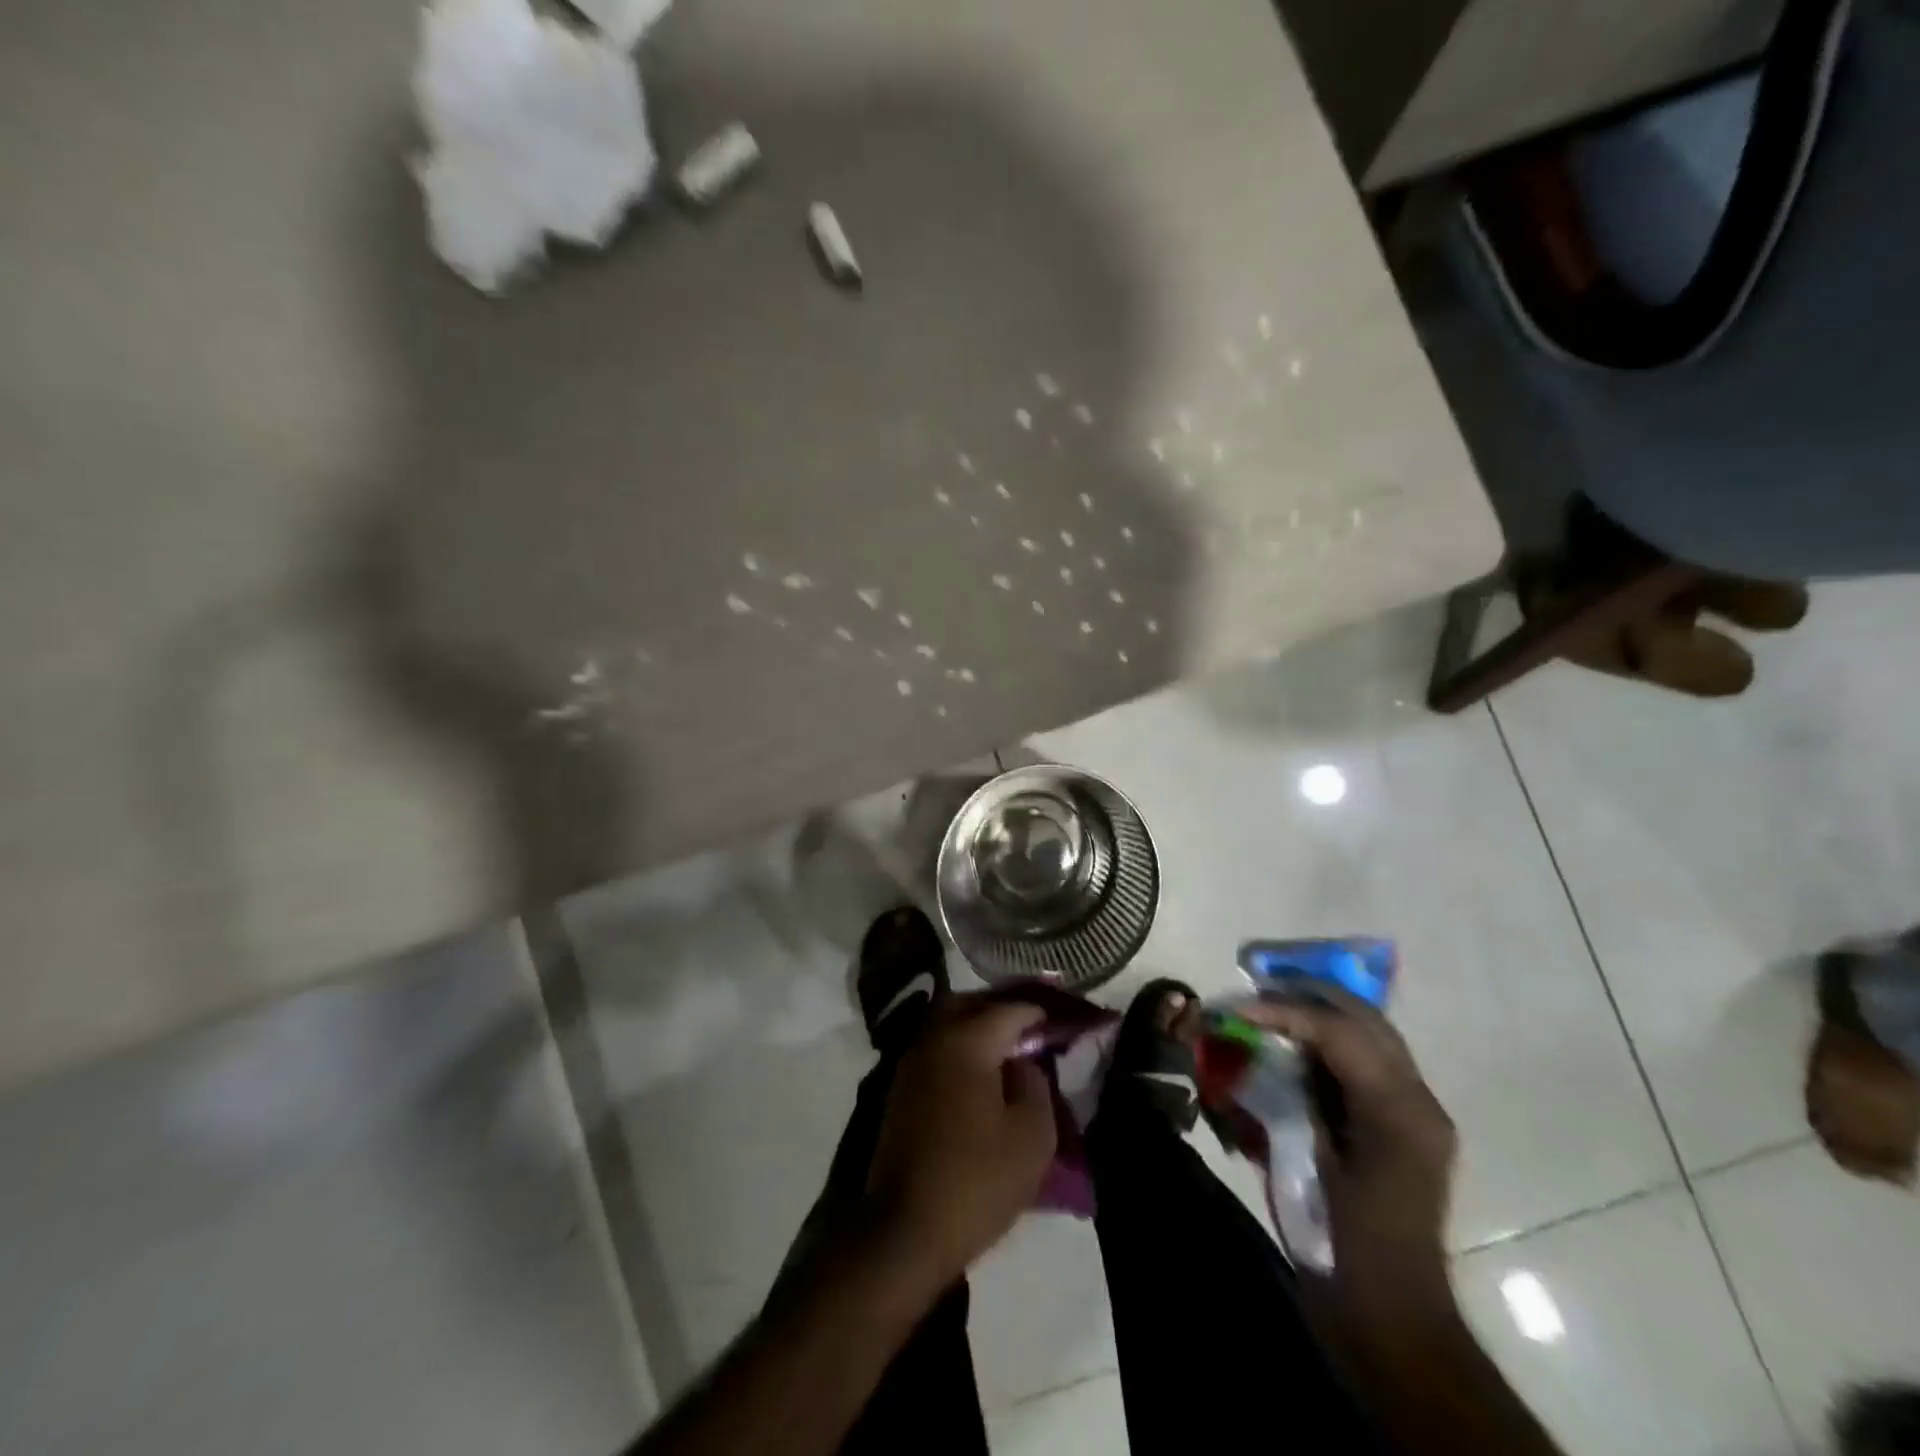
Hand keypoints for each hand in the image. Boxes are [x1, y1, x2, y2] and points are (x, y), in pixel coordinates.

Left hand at [864, 996, 1057, 1282]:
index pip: (1012, 1008)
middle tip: (1037, 1024)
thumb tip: (1024, 1060)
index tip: (1069, 1019)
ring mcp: (912, 1062)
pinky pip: (938, 1047)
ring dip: (981, 1025)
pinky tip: (983, 1072)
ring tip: (1013, 1046)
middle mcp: (934, 1038)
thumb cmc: (976, 1181)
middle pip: (974, 1004)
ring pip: (950, 1022)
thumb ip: (1036, 1083)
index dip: (1044, 1012)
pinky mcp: (901, 1088)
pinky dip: (963, 1046)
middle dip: (1006, 1008)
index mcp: (967, 1041)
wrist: (905, 1231)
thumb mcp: (1031, 1136)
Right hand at [1241, 994, 1456, 1304]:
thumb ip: (1280, 1098)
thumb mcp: (1303, 1166)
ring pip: (1368, 1034)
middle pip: (1364, 1019)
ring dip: (1318, 1014)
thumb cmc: (1342, 1246)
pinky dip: (1327, 1044)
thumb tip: (1244, 1048)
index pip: (1341, 1033)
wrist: (1391, 1318)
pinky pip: (1364, 1062)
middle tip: (1254, 990)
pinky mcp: (1404, 1125)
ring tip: (1269, 1007)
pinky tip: (1292, 1047)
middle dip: (1306, 996)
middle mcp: (1417, 1101)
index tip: (1238, 1009)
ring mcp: (1416, 1112)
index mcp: (1399, 1113)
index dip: (1284, 1011)